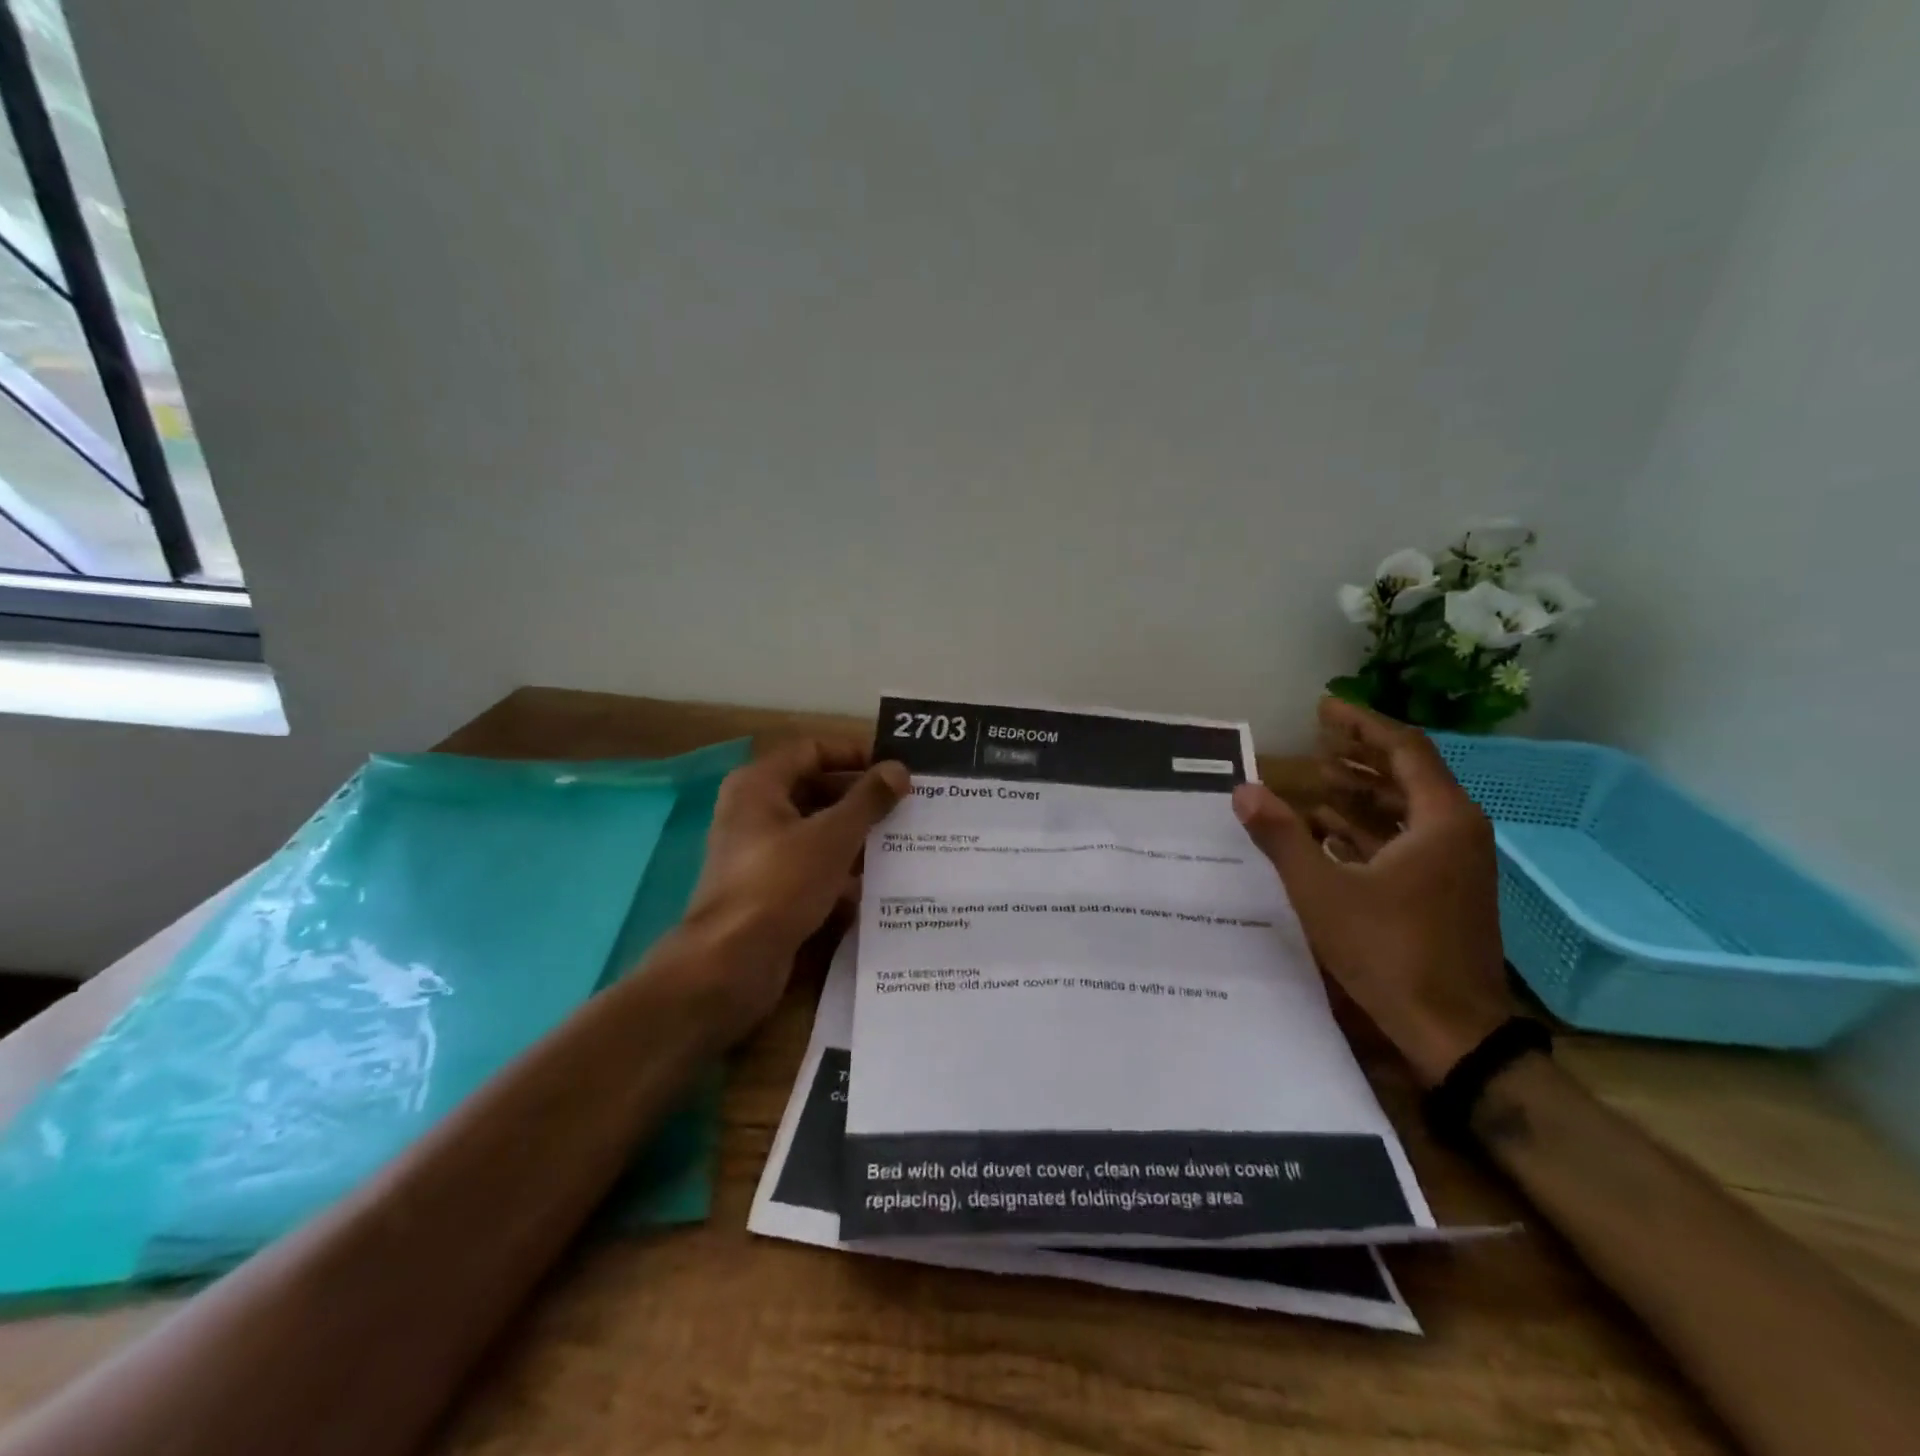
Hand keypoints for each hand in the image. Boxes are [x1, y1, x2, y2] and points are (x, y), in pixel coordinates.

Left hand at [676, 740, 908, 1039]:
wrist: (731, 963)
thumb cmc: (781, 884)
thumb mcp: (832, 836)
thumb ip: (868, 799)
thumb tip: (899, 769)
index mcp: (759, 785)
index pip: (812, 750)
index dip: (854, 754)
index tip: (894, 769)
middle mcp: (754, 812)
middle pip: (815, 790)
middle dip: (860, 798)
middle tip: (907, 805)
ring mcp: (759, 854)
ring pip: (816, 832)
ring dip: (855, 836)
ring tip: (903, 841)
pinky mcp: (768, 890)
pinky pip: (811, 867)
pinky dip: (841, 871)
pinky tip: (878, 883)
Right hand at [1230, 698, 1514, 1086]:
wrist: (1454, 1032)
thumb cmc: (1390, 952)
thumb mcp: (1323, 891)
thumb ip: (1282, 836)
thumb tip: (1243, 789)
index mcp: (1441, 820)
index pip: (1403, 748)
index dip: (1360, 724)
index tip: (1323, 707)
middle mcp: (1457, 831)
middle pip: (1408, 773)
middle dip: (1360, 753)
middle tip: (1316, 737)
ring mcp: (1456, 863)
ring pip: (1406, 808)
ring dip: (1362, 790)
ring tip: (1316, 777)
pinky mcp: (1445, 889)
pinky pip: (1406, 839)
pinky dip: (1368, 826)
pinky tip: (1328, 829)